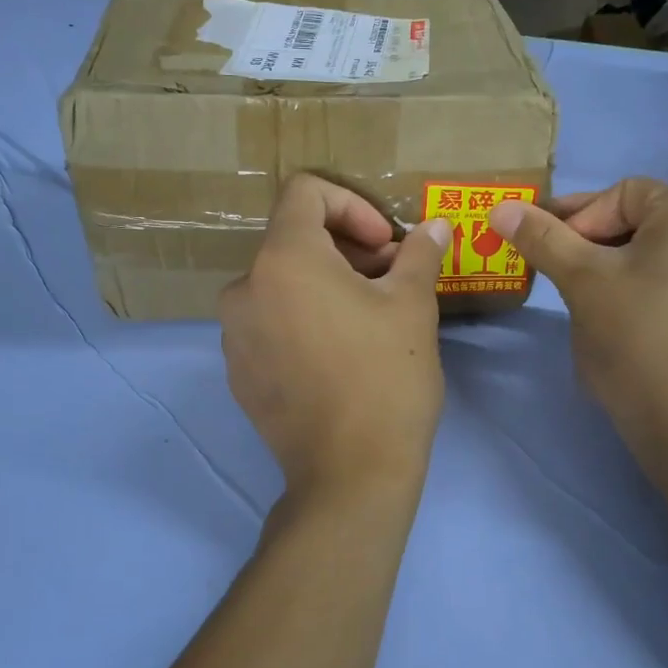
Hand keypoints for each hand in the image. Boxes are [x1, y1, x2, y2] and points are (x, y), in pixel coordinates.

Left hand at [221, 175, 451, 495]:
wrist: (350, 474)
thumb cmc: (386, 378)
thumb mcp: (413, 307)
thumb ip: (419, 254)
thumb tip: (434, 228)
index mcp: (283, 258)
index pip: (305, 193)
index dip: (352, 204)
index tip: (385, 245)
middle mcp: (244, 288)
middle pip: (294, 240)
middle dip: (346, 249)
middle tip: (389, 280)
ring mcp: (234, 334)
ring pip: (282, 283)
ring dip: (325, 285)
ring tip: (367, 318)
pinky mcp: (238, 371)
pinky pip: (269, 322)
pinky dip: (302, 319)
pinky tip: (338, 354)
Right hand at [488, 178, 667, 469]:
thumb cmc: (635, 342)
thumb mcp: (581, 282)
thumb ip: (542, 238)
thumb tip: (501, 207)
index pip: (621, 194)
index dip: (575, 218)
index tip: (545, 252)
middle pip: (642, 220)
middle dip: (593, 242)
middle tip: (560, 275)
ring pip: (658, 251)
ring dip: (615, 265)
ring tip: (586, 299)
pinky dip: (645, 285)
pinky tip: (624, 318)